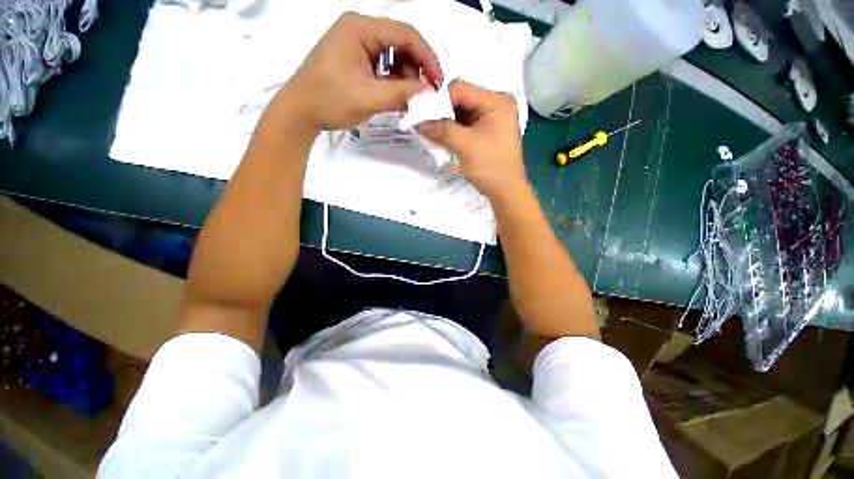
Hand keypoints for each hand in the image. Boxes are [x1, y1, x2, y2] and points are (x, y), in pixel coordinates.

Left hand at [273, 12, 442, 132]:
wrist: (300, 112)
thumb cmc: (330, 100)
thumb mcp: (370, 97)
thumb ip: (402, 93)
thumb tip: (430, 93)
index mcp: (361, 28)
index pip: (405, 34)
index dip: (427, 58)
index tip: (438, 83)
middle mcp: (359, 29)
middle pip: (400, 43)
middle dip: (415, 69)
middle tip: (423, 95)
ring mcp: (356, 43)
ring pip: (393, 55)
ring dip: (404, 77)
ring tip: (407, 99)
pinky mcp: (354, 58)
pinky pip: (382, 65)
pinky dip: (392, 80)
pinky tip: (395, 96)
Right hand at [417, 81, 526, 198]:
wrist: (504, 191)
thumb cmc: (490, 166)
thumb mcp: (465, 146)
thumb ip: (442, 130)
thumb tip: (417, 121)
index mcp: (496, 101)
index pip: (460, 89)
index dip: (439, 101)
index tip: (422, 116)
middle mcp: (493, 104)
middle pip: (458, 100)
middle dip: (440, 114)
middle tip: (424, 126)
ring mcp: (488, 119)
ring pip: (458, 114)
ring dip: (443, 124)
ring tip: (430, 135)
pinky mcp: (482, 132)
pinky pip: (461, 126)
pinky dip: (449, 132)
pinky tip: (439, 140)